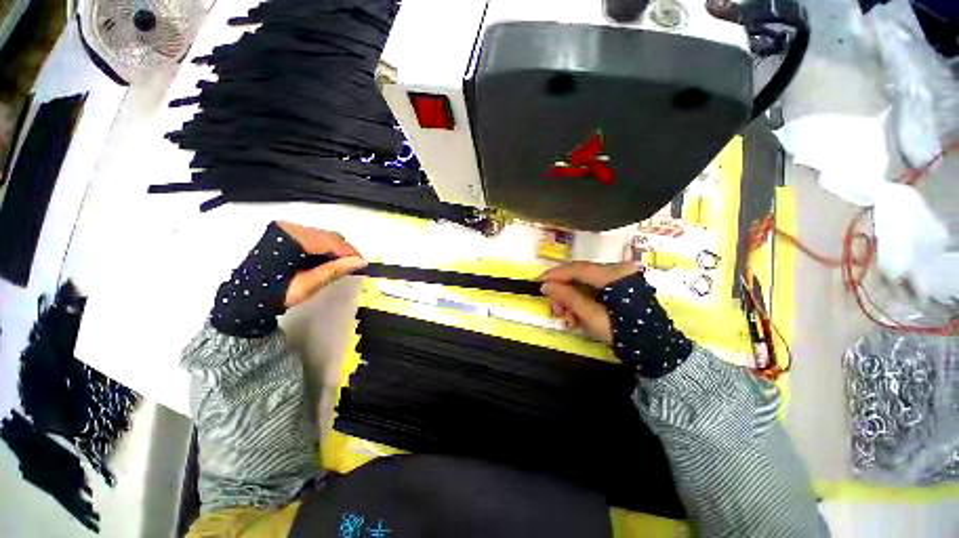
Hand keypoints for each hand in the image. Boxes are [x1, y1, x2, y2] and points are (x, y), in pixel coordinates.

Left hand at [277, 221, 366, 307]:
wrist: (245, 298)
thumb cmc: (275, 293)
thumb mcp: (308, 284)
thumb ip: (335, 270)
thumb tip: (360, 262)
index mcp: (293, 239)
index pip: (332, 241)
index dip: (351, 252)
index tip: (363, 264)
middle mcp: (289, 228)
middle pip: (328, 236)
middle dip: (343, 251)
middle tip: (353, 267)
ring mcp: (285, 229)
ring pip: (322, 235)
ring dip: (334, 250)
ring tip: (340, 266)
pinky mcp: (283, 233)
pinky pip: (313, 237)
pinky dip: (323, 248)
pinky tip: (324, 261)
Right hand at [538, 261, 639, 344]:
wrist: (657, 351)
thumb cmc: (625, 334)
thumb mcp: (593, 317)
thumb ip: (568, 298)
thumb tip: (545, 286)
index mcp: (615, 275)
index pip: (577, 268)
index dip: (555, 275)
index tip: (538, 282)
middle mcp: (618, 269)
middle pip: (580, 275)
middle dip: (563, 291)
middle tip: (554, 309)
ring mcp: (621, 277)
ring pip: (585, 282)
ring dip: (572, 298)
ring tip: (567, 318)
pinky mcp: (621, 286)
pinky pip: (594, 288)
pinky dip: (582, 300)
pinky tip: (578, 316)